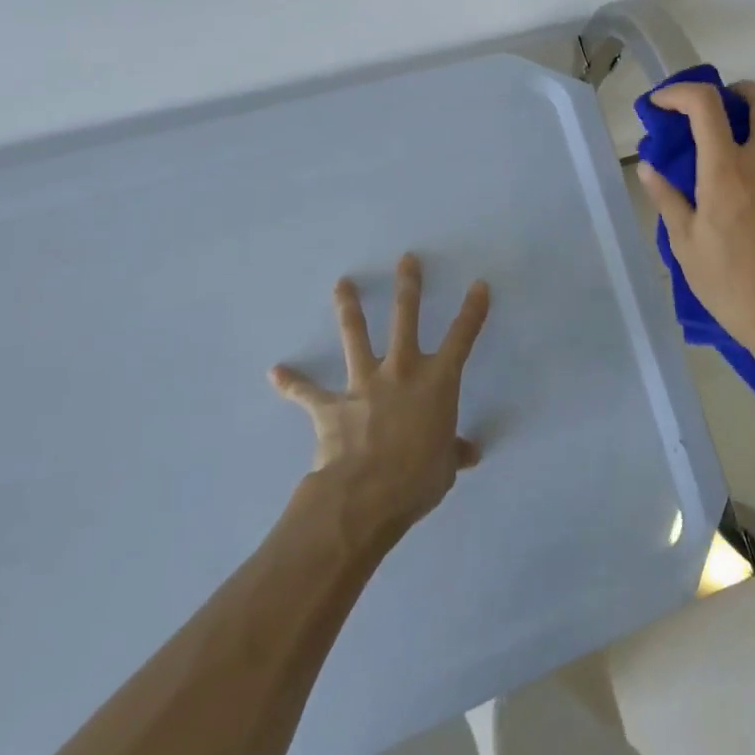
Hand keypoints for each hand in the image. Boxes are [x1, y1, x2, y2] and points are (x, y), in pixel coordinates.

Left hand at [270, 254, 488, 540]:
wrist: (364, 495)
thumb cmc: (417, 478)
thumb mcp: (445, 468)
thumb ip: (454, 453)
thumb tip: (470, 453)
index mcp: (437, 382)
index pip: (462, 338)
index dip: (473, 311)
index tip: (478, 285)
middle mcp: (402, 371)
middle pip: (406, 318)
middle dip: (408, 286)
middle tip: (407, 259)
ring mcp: (364, 384)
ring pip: (356, 337)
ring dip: (348, 308)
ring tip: (342, 283)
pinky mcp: (331, 406)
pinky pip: (308, 393)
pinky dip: (292, 383)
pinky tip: (275, 372)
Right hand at [638, 81, 754, 371]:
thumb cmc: (731, 286)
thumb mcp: (685, 246)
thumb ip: (667, 198)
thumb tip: (649, 167)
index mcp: (727, 172)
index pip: (706, 105)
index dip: (681, 92)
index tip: (663, 103)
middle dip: (740, 91)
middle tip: (720, 109)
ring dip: (752, 152)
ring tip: (733, 197)